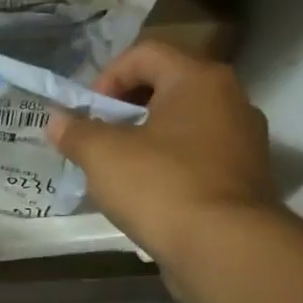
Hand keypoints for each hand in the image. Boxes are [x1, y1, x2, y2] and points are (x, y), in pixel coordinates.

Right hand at [48, 41, 278, 263]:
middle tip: (98, 137)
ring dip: (146, 139)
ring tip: (117, 168)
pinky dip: (168, 166)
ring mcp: (243, 142)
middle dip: (124, 109)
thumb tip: (57, 120)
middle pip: (166, 87)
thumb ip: (75, 131)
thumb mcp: (102, 154)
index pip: (145, 53)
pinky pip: (197, 158)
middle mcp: (230, 100)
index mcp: (199, 80)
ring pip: (183, 125)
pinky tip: (146, 194)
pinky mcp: (245, 179)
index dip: (106, 76)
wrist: (225, 249)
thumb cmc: (160, 185)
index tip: (88, 112)